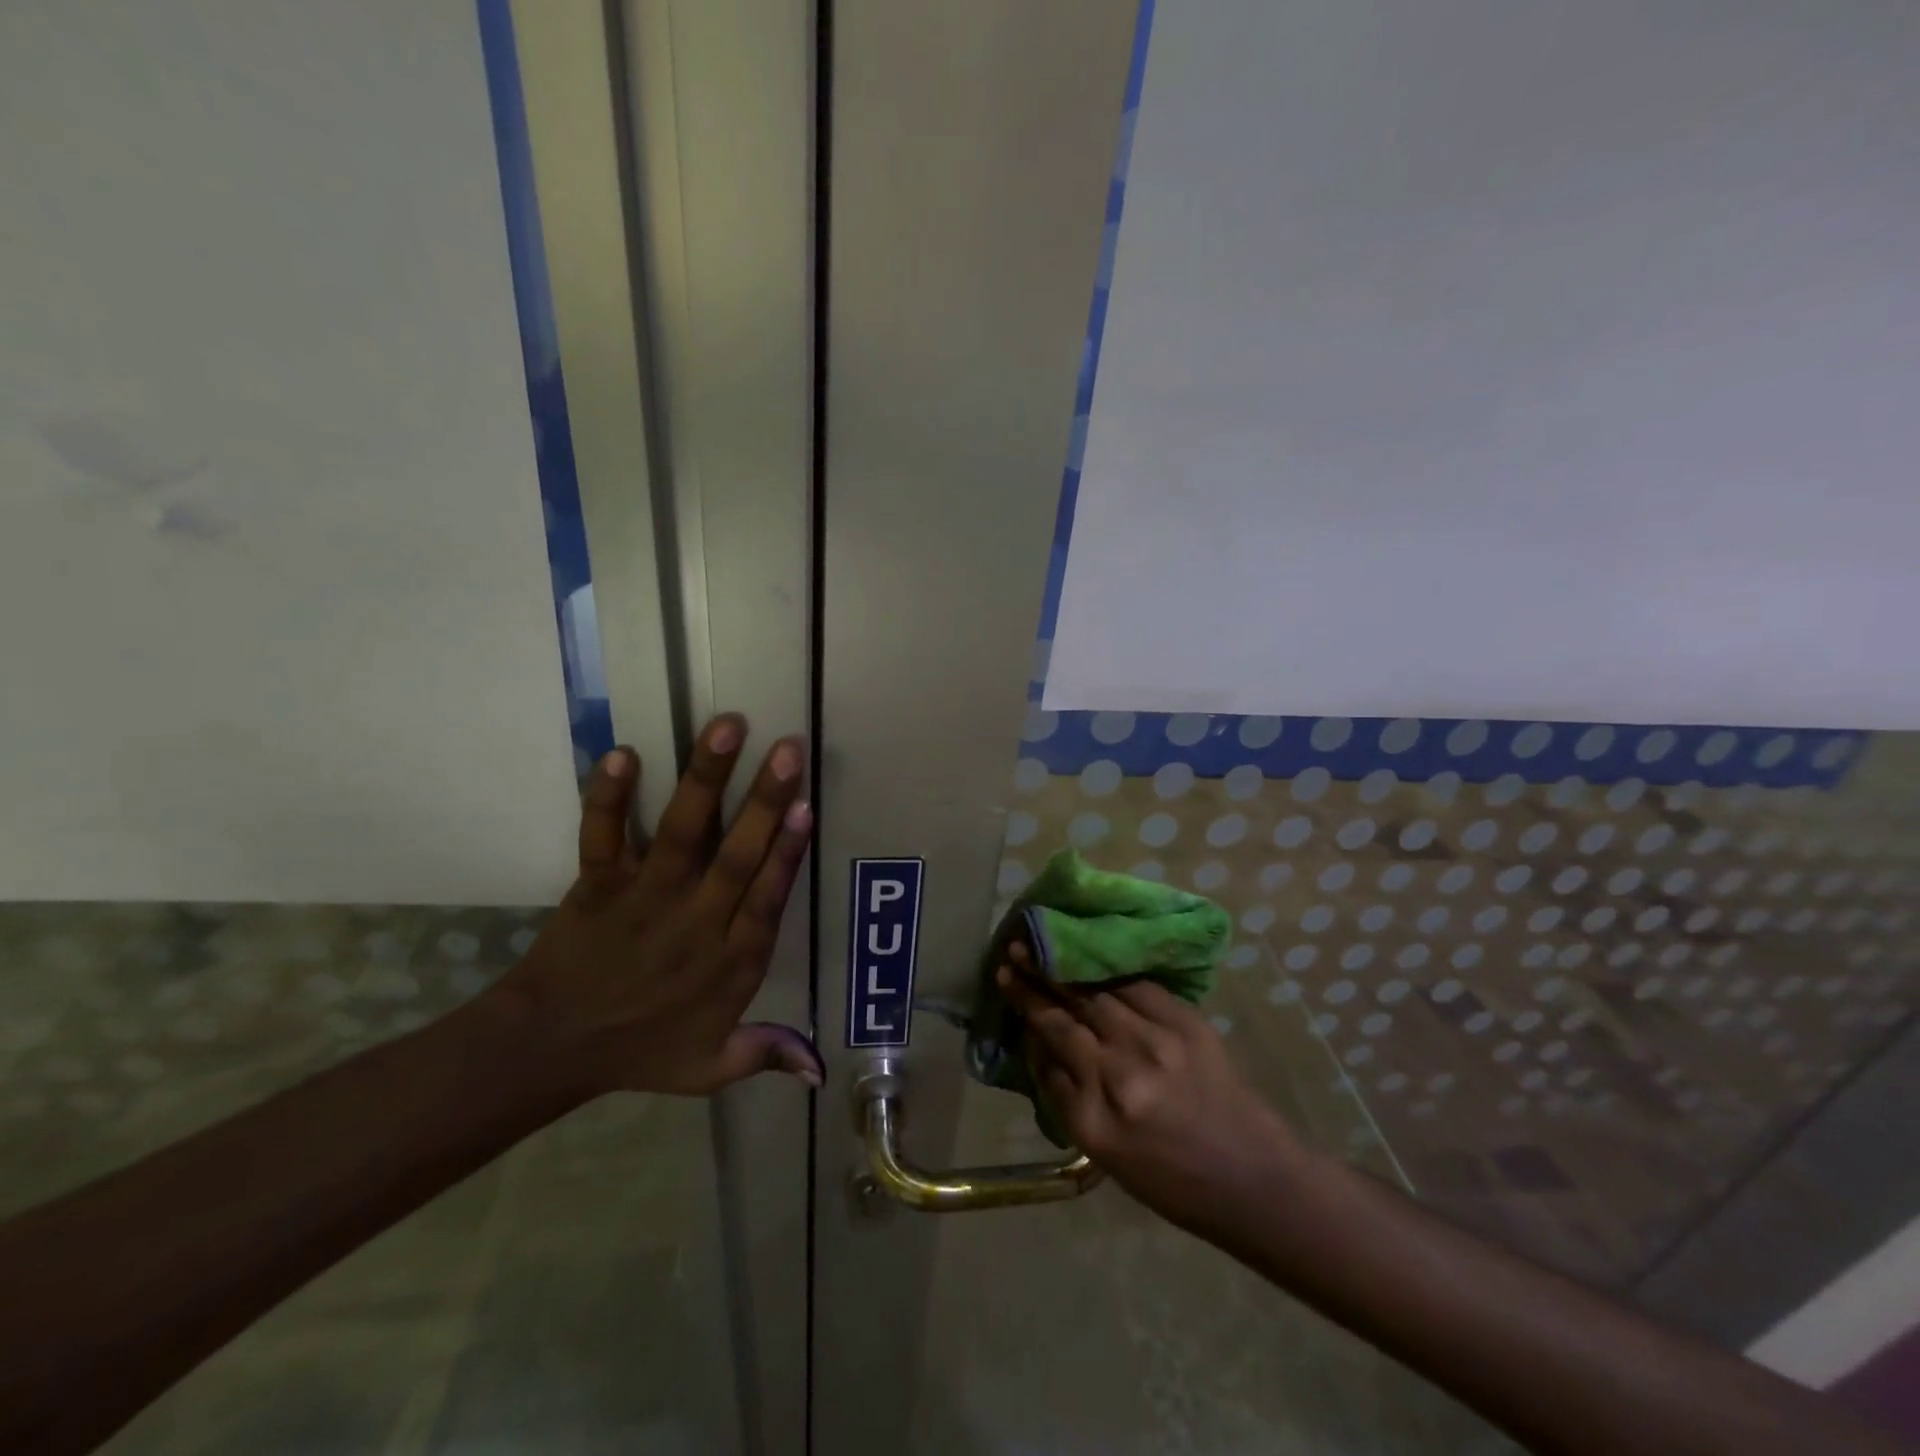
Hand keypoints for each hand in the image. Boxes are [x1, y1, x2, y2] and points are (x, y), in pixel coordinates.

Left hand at [497, 714, 820, 1098]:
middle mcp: (693, 920)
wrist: (549, 1050)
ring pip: (680, 832)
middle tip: (788, 749)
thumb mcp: (710, 1069)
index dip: (788, 852)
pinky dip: (608, 796)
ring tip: (727, 726)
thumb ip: (766, 1055)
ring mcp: (643, 897)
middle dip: (764, 800)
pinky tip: (623, 753)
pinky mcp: (597, 884)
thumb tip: (821, 1069)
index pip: (766, 898)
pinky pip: (602, 835)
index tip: (807, 806)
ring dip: (705, 779)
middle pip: (736, 855)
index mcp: (728, 961)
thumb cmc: (639, 1052)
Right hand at [997, 950, 1307, 1230]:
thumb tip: (1038, 1040)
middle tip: (1015, 950)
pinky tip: (1097, 961)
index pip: (1050, 1042)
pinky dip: (1114, 975)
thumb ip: (1065, 1093)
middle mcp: (1122, 1071)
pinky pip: (1139, 987)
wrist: (1251, 1176)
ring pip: (1101, 993)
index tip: (1004, 977)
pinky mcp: (1188, 1023)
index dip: (1025, 1005)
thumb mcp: (1102, 1151)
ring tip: (1047, 946)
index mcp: (1096, 1114)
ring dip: (1069, 968)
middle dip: (1038, 977)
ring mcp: (1158, 1041)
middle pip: (1069, 1011)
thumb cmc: (1170, 1179)